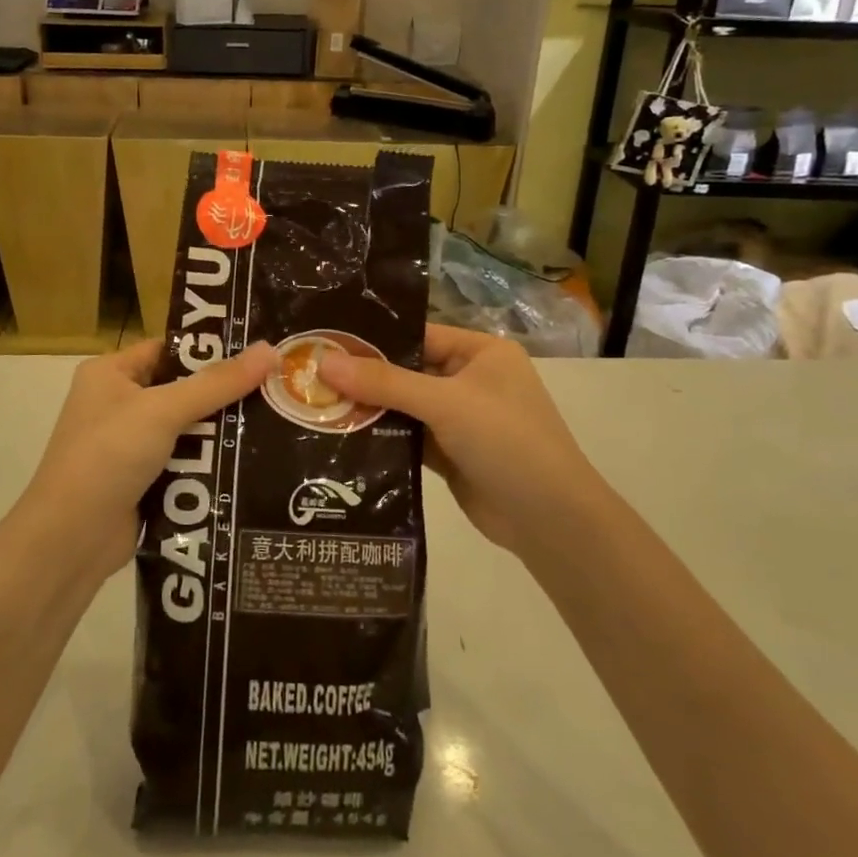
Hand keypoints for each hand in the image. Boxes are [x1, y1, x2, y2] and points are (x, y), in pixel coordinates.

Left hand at [17, 339, 278, 577]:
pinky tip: (252, 460)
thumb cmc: (108, 456)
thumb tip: (269, 349)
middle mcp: (117, 404)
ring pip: (188, 429)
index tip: (259, 350)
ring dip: (222, 431)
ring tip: (277, 420)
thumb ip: (217, 383)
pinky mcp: (142, 481)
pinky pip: (185, 462)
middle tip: (278, 387)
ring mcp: (129, 446)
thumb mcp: (163, 410)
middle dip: (224, 393)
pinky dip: (210, 463)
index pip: (169, 349)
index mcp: (110, 373)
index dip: (210, 348)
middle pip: (183, 389)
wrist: (70, 540)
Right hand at [318, 324, 588, 553]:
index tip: (323, 343)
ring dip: (367, 409)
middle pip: (406, 371)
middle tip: (308, 376)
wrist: (550, 520)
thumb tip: (323, 361)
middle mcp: (469, 380)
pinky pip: (406, 437)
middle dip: (363, 377)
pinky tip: (339, 436)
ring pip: (403, 407)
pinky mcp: (448, 454)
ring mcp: (459, 419)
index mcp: (480, 352)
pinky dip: (380, 437)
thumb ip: (384, 382)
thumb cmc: (506, 441)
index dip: (373, 339)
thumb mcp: (445, 403)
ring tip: (313, 404)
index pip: (417, 335)